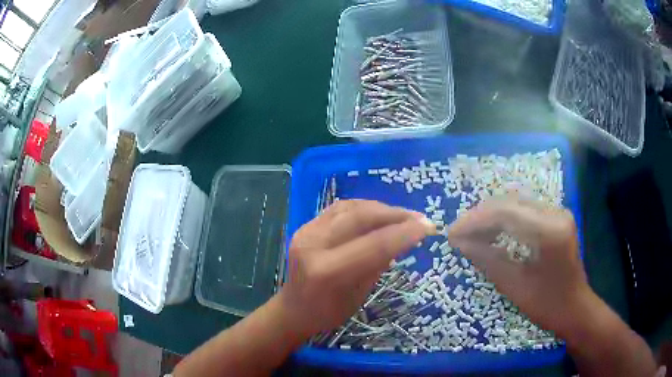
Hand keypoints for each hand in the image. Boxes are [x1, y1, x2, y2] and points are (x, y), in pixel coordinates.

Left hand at [278, 200, 435, 337]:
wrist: (294, 308)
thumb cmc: (329, 311)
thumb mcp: (360, 293)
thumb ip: (379, 262)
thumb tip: (403, 236)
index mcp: (328, 272)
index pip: (374, 245)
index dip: (405, 233)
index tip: (428, 226)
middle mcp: (314, 245)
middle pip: (361, 218)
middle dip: (395, 214)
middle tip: (419, 218)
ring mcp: (306, 231)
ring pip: (350, 207)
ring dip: (381, 208)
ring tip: (402, 215)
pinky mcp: (305, 226)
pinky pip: (339, 208)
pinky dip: (363, 207)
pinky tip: (378, 212)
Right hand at [447, 195, 587, 334]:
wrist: (575, 307)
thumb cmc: (548, 305)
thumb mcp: (515, 287)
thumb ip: (488, 260)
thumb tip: (460, 242)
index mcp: (550, 232)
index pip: (506, 213)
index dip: (475, 221)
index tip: (452, 233)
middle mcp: (555, 213)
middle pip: (510, 202)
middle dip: (480, 216)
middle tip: (458, 233)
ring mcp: (557, 212)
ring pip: (515, 203)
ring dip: (490, 216)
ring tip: (470, 234)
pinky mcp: (555, 217)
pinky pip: (524, 211)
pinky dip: (504, 220)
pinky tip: (491, 233)